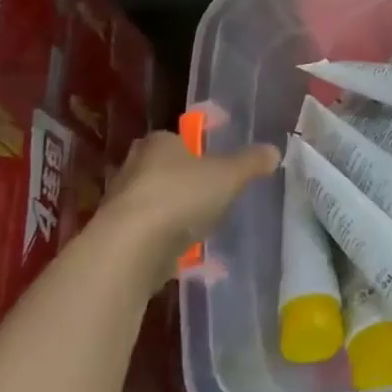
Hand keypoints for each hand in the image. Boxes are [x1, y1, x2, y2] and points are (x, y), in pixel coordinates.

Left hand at [103, 130, 280, 283]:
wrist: (129, 250)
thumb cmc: (180, 197)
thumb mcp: (228, 175)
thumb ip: (251, 163)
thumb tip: (274, 150)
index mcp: (159, 143)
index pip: (178, 137)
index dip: (198, 148)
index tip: (217, 163)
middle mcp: (134, 167)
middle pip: (165, 169)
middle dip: (185, 181)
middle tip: (212, 193)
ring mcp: (122, 204)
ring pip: (155, 202)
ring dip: (174, 213)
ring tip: (202, 226)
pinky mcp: (116, 239)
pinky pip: (148, 235)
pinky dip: (164, 242)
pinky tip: (184, 254)